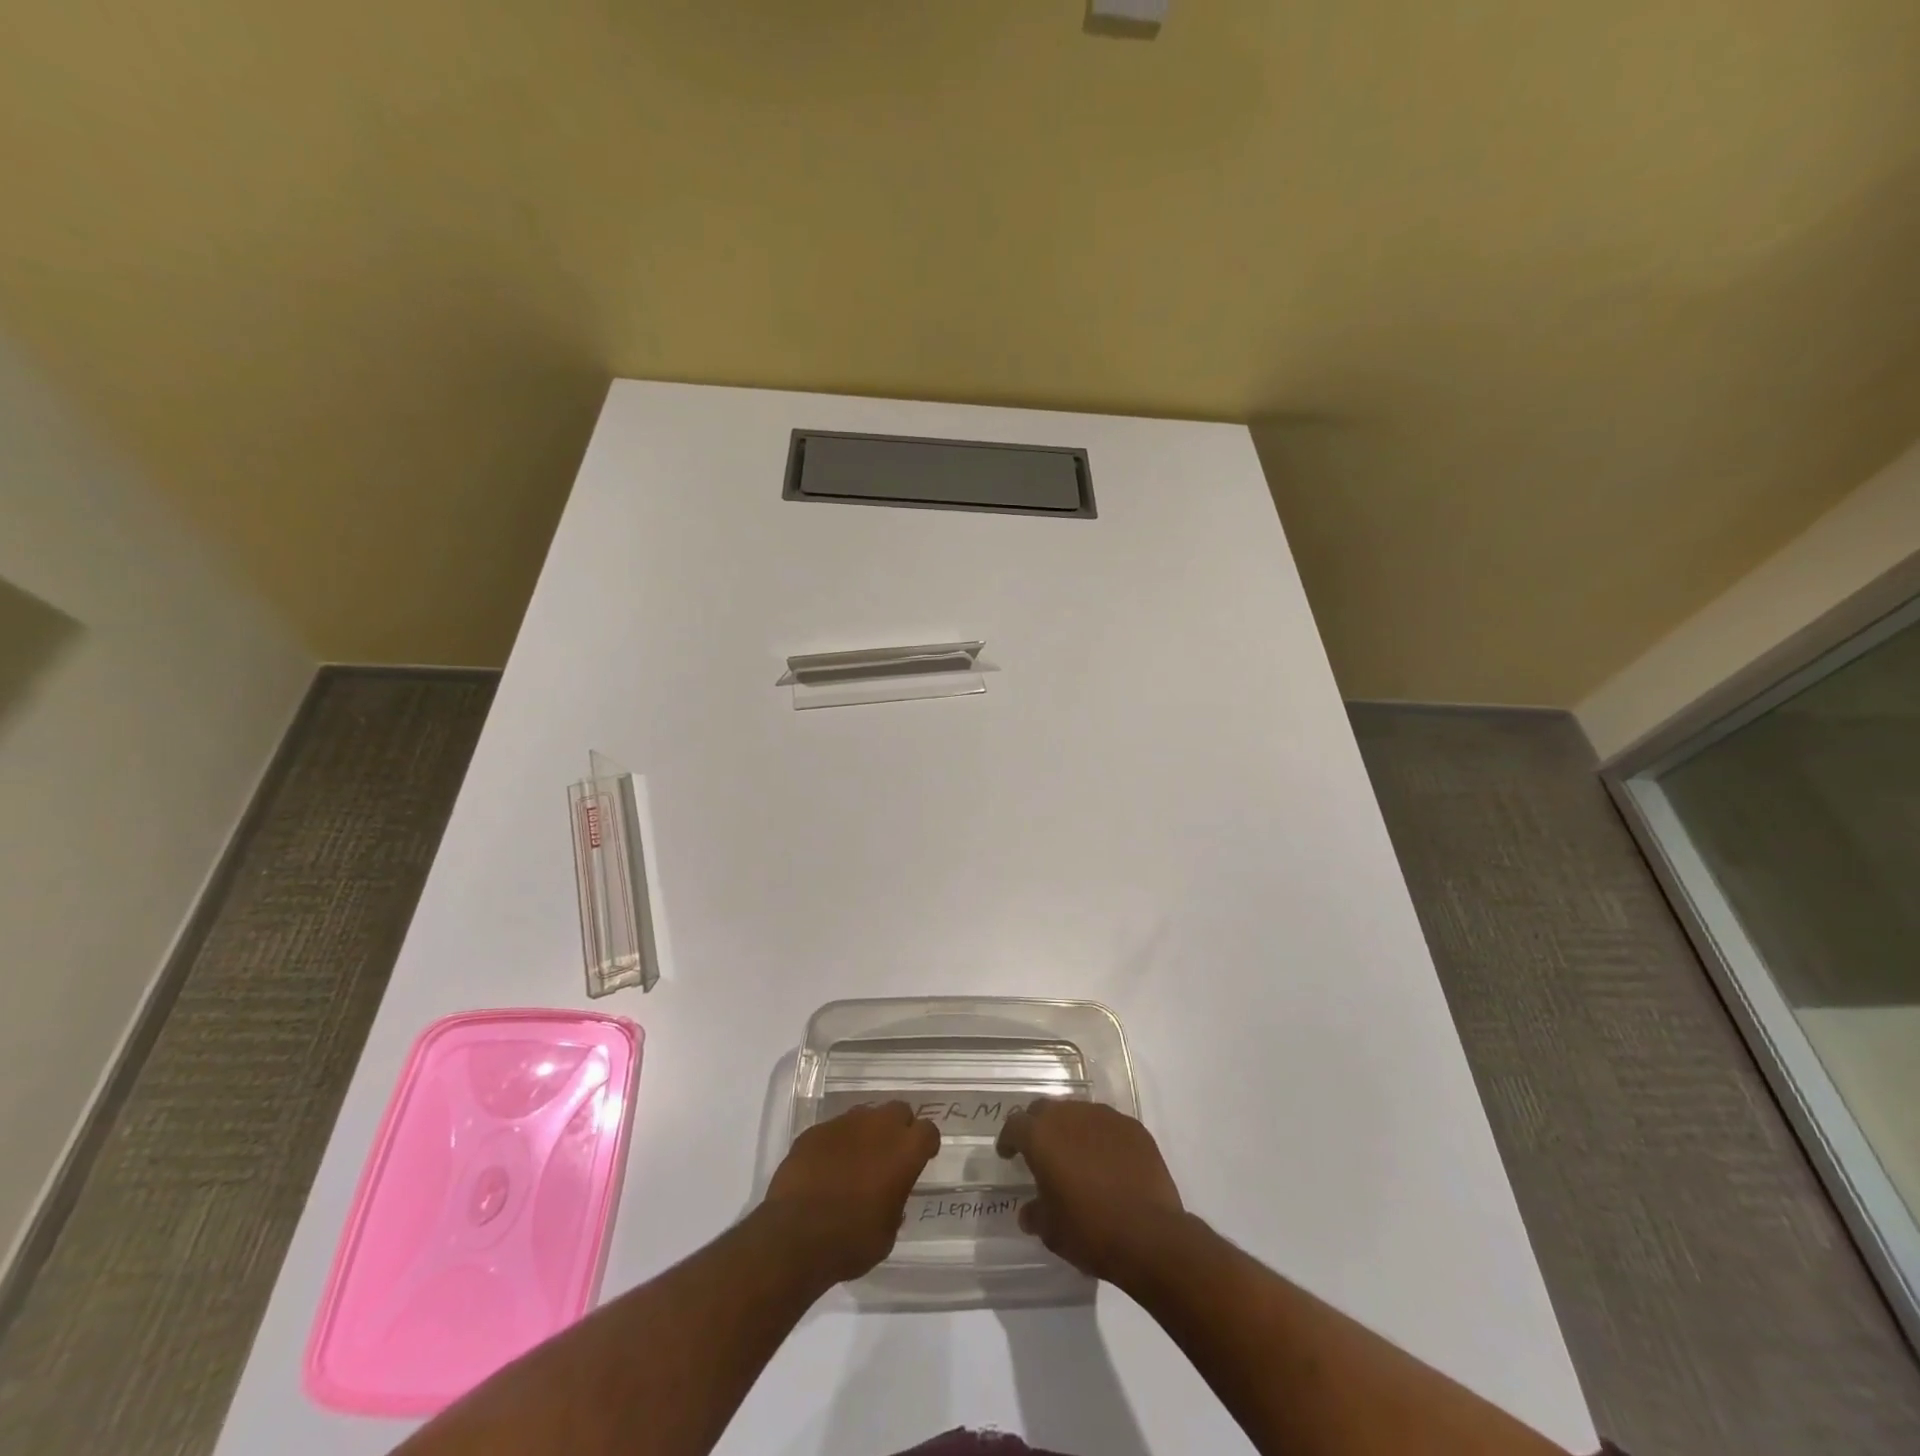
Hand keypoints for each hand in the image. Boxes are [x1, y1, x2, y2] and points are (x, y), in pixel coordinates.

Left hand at [761, 1101, 939, 1283]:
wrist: (795, 1237)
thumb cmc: (851, 1240)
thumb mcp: (887, 1233)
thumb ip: (895, 1202)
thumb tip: (889, 1195)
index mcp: (904, 1150)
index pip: (928, 1131)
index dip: (925, 1145)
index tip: (920, 1159)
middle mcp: (878, 1126)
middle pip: (898, 1111)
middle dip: (898, 1129)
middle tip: (889, 1156)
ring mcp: (844, 1124)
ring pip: (865, 1116)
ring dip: (866, 1133)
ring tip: (856, 1161)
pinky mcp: (815, 1130)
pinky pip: (834, 1130)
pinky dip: (836, 1144)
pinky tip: (826, 1168)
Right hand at [997, 1099, 1184, 1285]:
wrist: (1150, 1235)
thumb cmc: (1090, 1231)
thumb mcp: (1051, 1232)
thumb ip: (1036, 1214)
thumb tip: (1030, 1211)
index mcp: (1042, 1136)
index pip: (1015, 1125)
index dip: (1009, 1139)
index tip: (1008, 1153)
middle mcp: (1070, 1115)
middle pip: (1046, 1110)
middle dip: (1039, 1127)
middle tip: (1041, 1150)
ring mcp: (1104, 1117)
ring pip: (1079, 1113)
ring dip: (1072, 1130)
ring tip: (1077, 1156)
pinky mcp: (1133, 1127)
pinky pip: (1108, 1126)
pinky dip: (1102, 1138)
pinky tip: (1109, 1163)